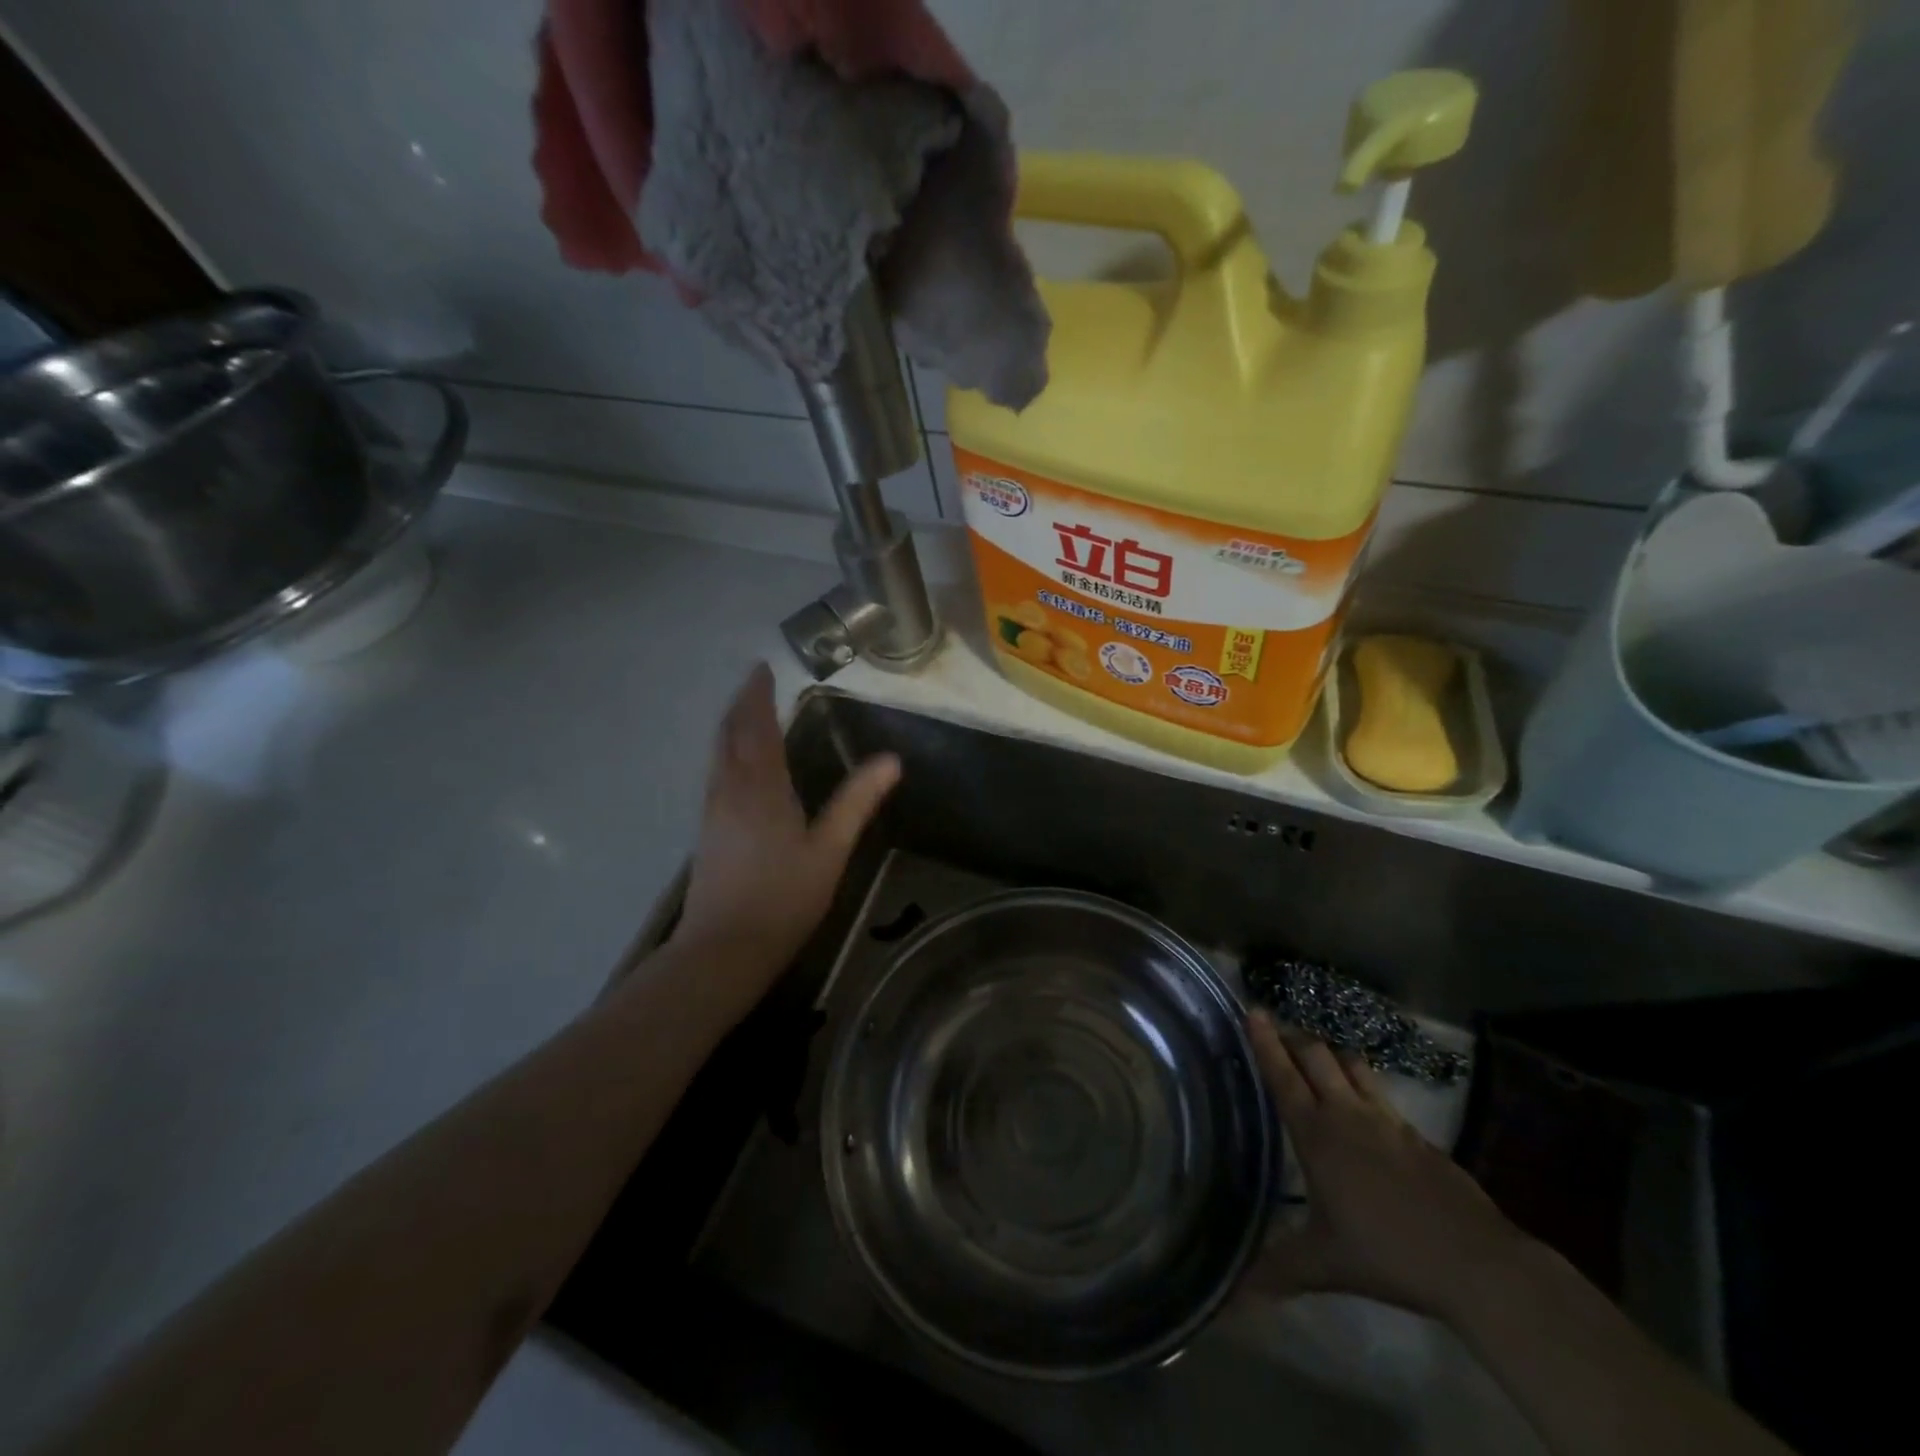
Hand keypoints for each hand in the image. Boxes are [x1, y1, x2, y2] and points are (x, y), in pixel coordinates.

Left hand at [673, 664, 899, 1005]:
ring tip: (747, 714)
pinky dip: (727, 752)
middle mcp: (729, 789)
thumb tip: (891, 760)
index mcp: (760, 787)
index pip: (756, 727)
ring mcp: (712, 811)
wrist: (723, 949)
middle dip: (741, 704)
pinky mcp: (707, 831)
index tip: (762, 669)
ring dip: (731, 727)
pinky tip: (738, 766)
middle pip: (729, 734)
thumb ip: (857, 802)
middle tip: (755, 683)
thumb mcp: (830, 850)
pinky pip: (716, 773)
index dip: (759, 696)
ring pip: (717, 754)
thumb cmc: (783, 898)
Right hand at [1248, 1011, 1527, 1321]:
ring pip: (1352, 1066)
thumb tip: (1228, 1301)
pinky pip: (1381, 1093)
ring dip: (1330, 1052)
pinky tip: (1365, 1102)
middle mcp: (1348, 1114)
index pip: (1283, 1076)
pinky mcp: (1417, 1135)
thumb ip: (1276, 1271)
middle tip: (1278, 1027)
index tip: (1254, 1011)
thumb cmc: (1387, 1253)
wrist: (1475, 1261)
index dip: (1265, 1042)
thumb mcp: (1323, 1264)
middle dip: (1295, 1037)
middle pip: (1316, 1056)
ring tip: (1317, 1051)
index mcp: (1317, 1133)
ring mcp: (1387, 1120)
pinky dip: (1363, 1082)